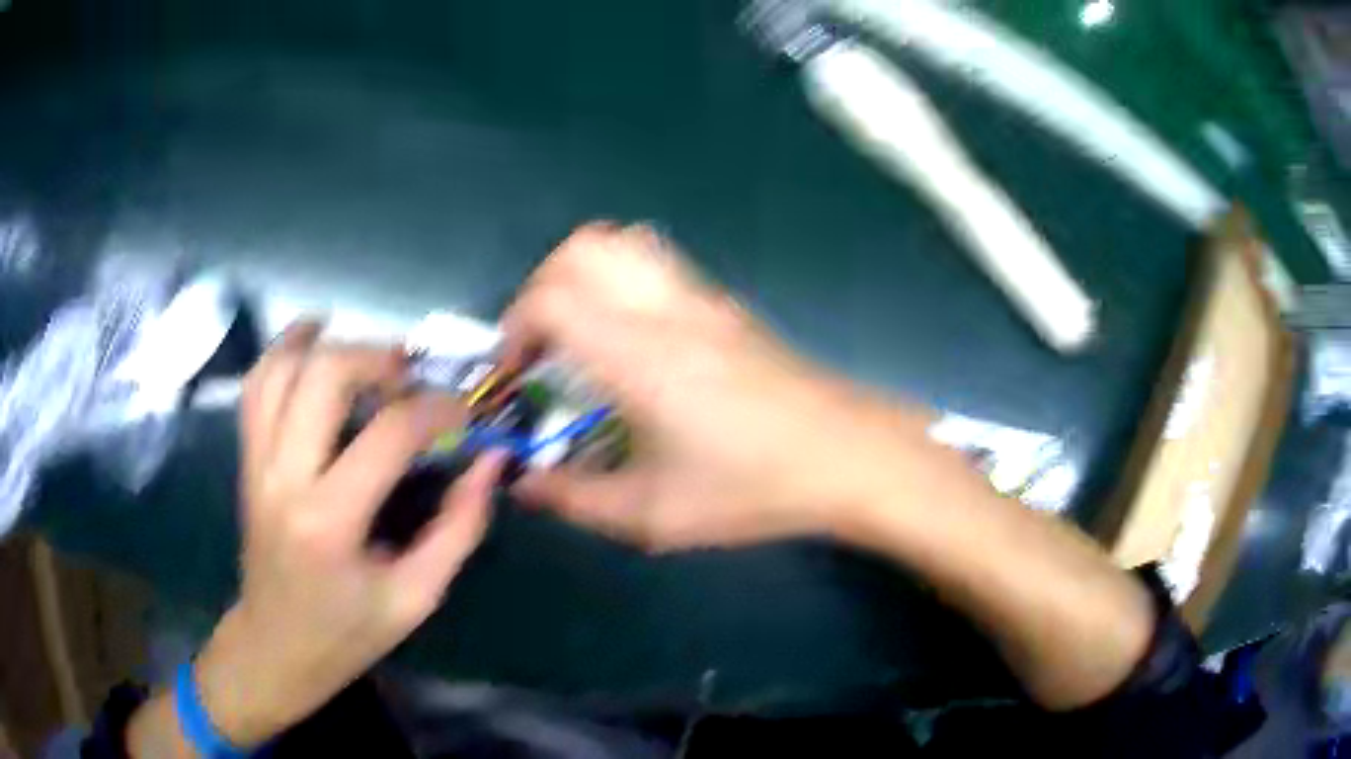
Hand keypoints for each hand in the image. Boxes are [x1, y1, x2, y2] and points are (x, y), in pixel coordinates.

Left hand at [193, 324, 503, 745]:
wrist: (276, 644)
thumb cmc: (349, 630)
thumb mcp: (418, 596)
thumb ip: (459, 528)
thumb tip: (490, 462)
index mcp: (330, 522)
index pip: (388, 433)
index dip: (436, 409)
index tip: (463, 413)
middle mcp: (284, 477)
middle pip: (323, 375)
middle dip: (376, 358)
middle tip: (411, 375)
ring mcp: (257, 462)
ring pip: (281, 368)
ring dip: (327, 344)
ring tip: (367, 355)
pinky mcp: (247, 458)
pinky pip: (256, 385)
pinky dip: (284, 352)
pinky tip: (312, 343)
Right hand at [505, 223, 928, 550]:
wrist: (847, 455)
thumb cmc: (752, 487)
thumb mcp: (654, 514)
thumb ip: (576, 499)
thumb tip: (524, 485)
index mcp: (640, 354)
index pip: (552, 299)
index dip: (514, 328)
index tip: (514, 373)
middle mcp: (666, 309)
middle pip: (582, 248)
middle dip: (541, 287)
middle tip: (541, 345)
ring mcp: (702, 298)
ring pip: (623, 242)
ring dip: (582, 274)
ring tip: (579, 333)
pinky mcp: (726, 305)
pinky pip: (657, 262)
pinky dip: (621, 278)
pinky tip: (631, 340)